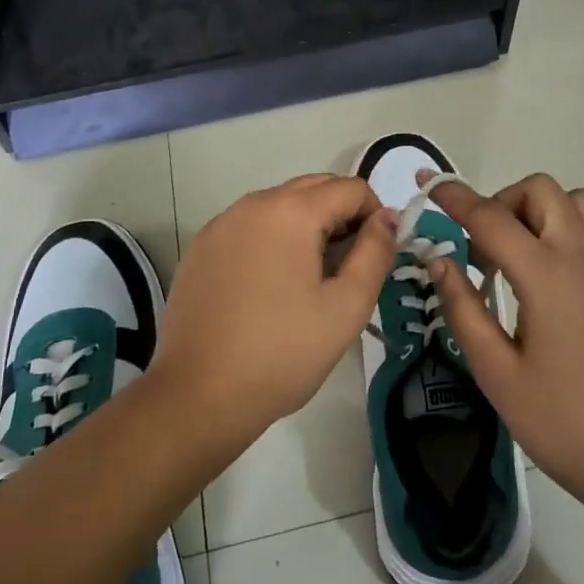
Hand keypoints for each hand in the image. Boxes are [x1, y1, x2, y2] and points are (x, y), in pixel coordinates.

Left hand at [153, 174, 396, 455]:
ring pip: (280, 204)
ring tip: (311, 279)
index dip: (375, 215)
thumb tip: (387, 218)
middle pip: (313, 187)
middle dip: (342, 215)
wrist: (197, 395)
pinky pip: (251, 225)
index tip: (375, 256)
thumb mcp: (345, 308)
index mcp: (290, 211)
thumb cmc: (281, 353)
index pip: (350, 188)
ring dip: (307, 226)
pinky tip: (271, 286)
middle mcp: (252, 203)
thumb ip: (375, 254)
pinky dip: (273, 238)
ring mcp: (221, 223)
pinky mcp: (201, 246)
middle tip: (348, 267)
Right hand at [424, 173, 583, 515]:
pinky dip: (564, 229)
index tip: (427, 183)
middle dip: (502, 202)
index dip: (454, 196)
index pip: (490, 217)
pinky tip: (549, 281)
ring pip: (575, 201)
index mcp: (547, 274)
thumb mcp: (496, 371)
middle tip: (482, 249)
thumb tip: (439, 259)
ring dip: (539, 210)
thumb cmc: (562, 422)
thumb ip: (463, 307)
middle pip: (540, 191)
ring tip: (518, 256)